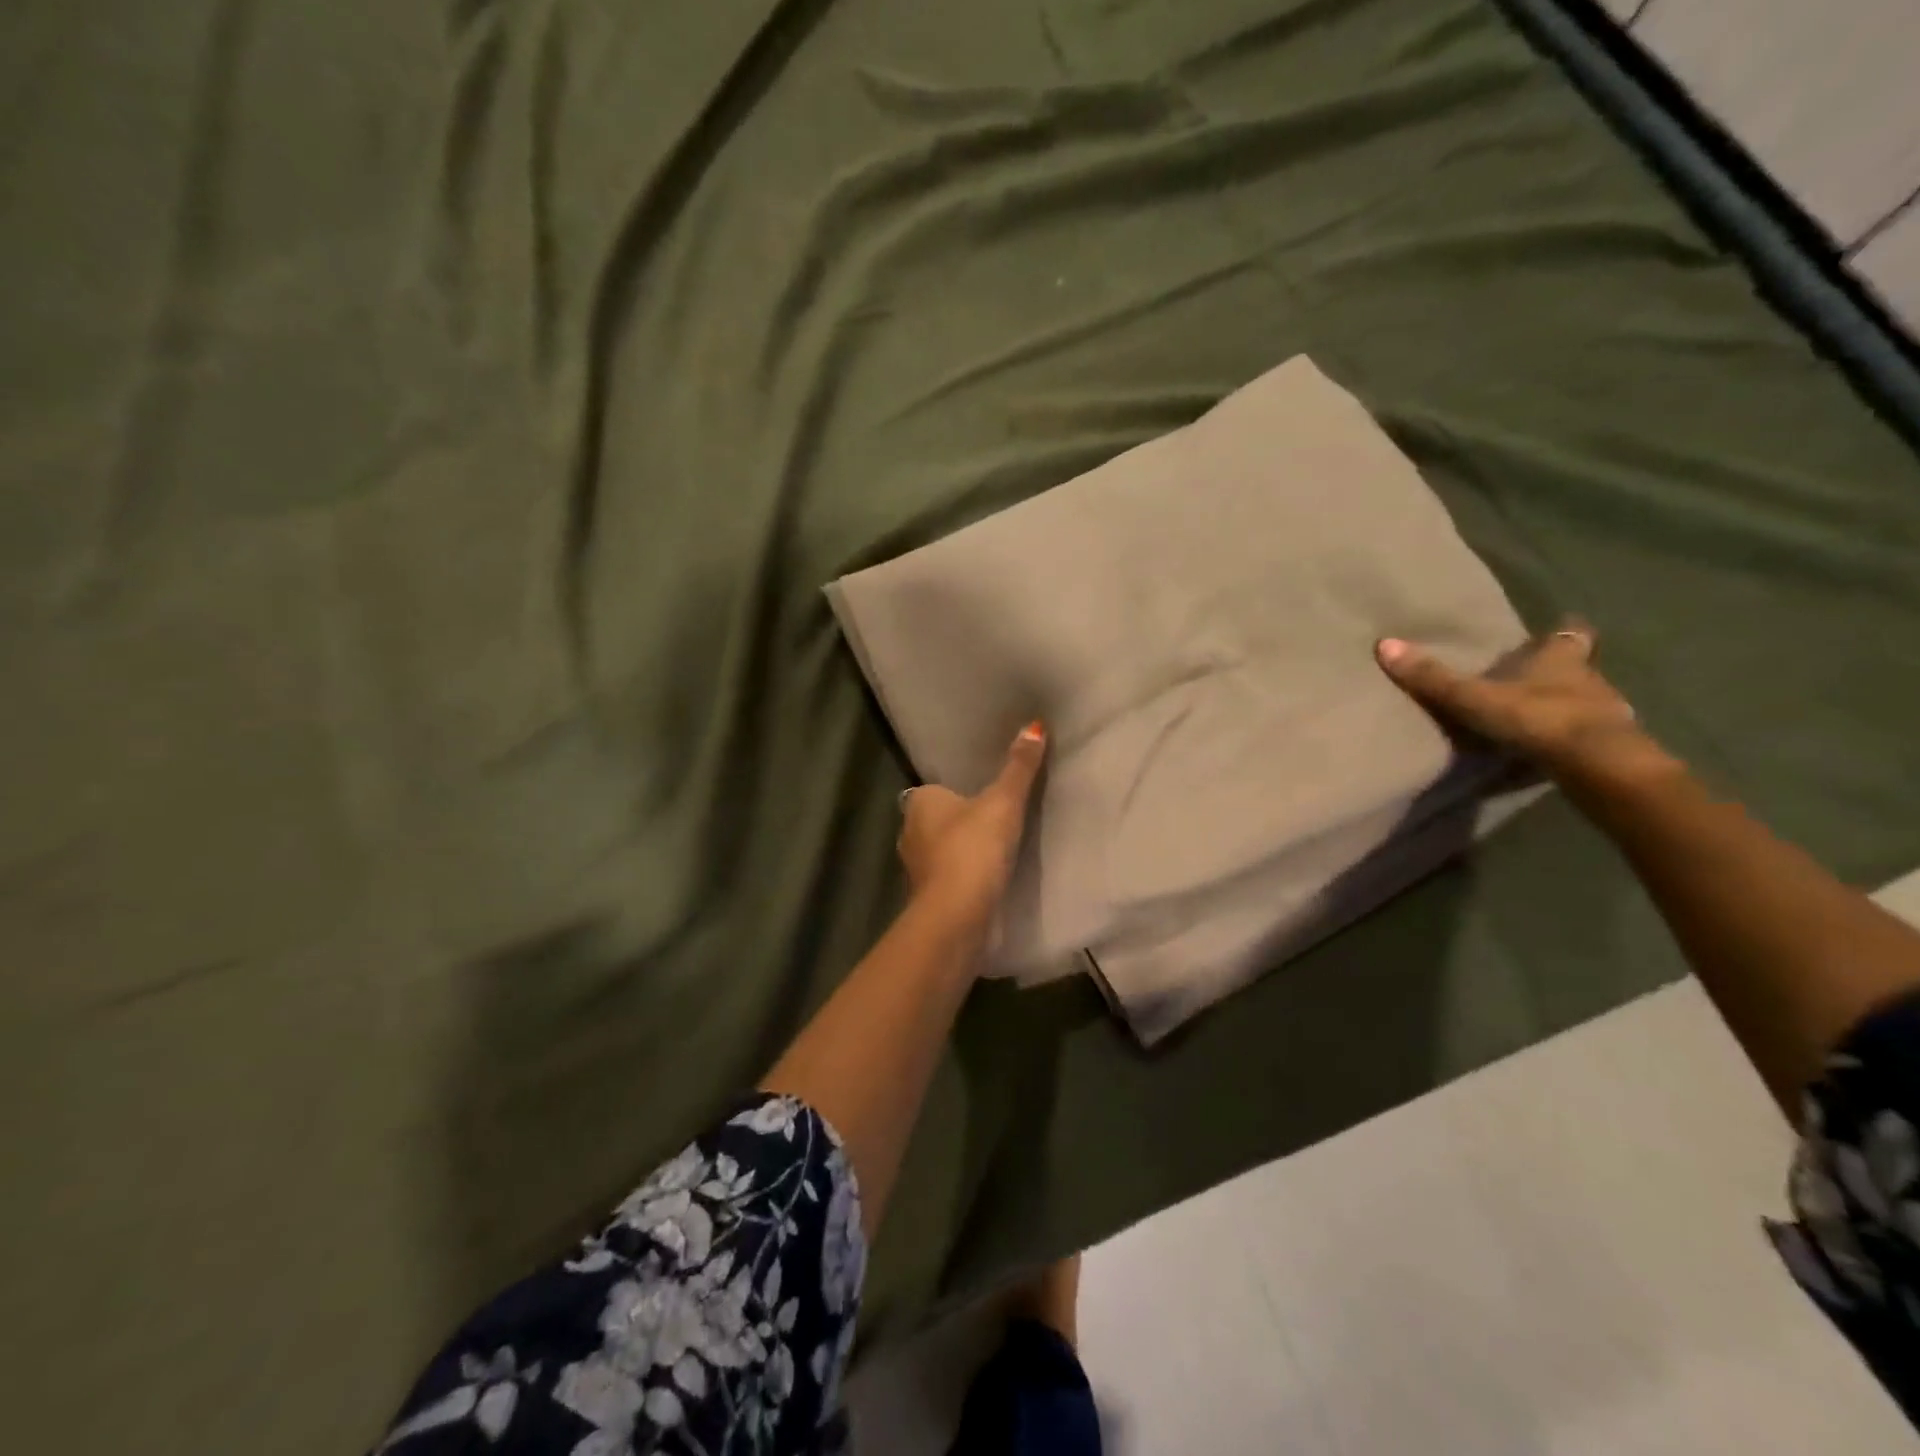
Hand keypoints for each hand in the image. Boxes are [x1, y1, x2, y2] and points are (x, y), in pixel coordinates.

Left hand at [898, 722, 1046, 926]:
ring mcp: (915, 869)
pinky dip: (962, 877)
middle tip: (994, 820)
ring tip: (995, 850)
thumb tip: (1034, 726)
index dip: (957, 791)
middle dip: (959, 822)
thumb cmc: (973, 848)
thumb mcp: (1003, 802)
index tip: (983, 795)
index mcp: (919, 803)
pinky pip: (947, 878)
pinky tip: (986, 880)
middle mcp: (909, 832)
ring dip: (961, 851)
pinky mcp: (927, 898)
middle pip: (937, 821)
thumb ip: (1018, 767)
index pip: (935, 790)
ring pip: (940, 851)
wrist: (957, 915)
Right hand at [1376, 619, 1665, 781]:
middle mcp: (1590, 679)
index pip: (1570, 634)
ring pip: (1585, 700)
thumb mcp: (1473, 697)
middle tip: (1535, 673)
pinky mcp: (1610, 748)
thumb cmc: (1539, 717)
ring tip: (1535, 714)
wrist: (1598, 766)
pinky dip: (1568, 738)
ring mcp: (1606, 714)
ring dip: (1564, 705)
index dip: (1564, 630)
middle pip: (1579, 667)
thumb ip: (1432, 677)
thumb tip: (1384, 643)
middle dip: (1560, 670)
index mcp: (1563, 658)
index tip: (1559, 626)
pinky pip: (1586, 735)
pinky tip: (1548, 748)